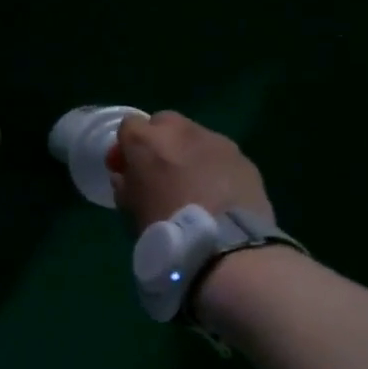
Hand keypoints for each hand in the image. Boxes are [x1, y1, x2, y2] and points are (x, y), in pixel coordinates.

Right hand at [109, 111, 273, 229]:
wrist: (225, 246)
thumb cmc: (166, 228)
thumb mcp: (131, 212)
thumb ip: (125, 186)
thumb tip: (125, 177)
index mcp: (146, 142)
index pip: (128, 125)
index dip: (126, 147)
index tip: (127, 169)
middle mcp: (181, 131)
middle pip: (164, 122)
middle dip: (159, 141)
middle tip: (159, 171)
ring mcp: (216, 141)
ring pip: (195, 136)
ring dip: (188, 153)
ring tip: (192, 185)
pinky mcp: (243, 157)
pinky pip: (220, 155)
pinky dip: (214, 167)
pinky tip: (217, 193)